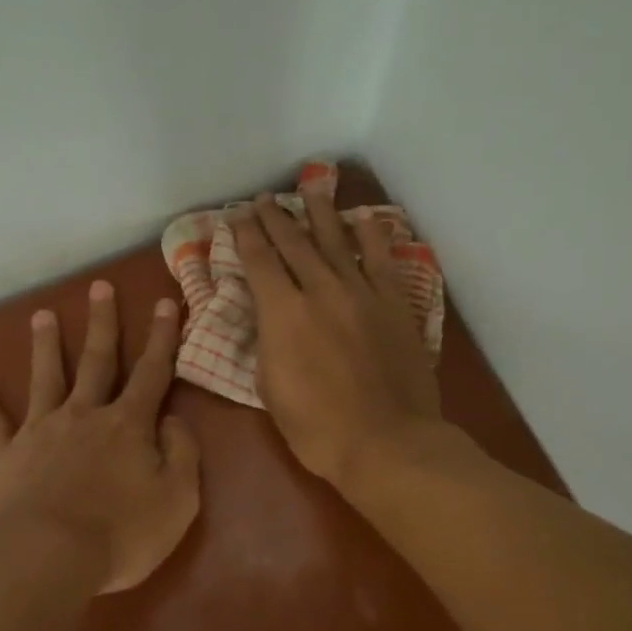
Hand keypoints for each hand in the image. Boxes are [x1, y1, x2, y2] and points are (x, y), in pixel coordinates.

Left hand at [0, 281, 200, 594]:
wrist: (45, 558)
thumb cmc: (120, 535)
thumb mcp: (178, 500)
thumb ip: (182, 454)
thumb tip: (172, 420)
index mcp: (128, 425)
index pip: (152, 372)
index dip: (162, 338)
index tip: (166, 303)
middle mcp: (84, 415)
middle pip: (96, 360)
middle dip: (102, 323)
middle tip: (100, 287)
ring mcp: (40, 431)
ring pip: (45, 378)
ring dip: (46, 345)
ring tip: (42, 315)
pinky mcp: (4, 456)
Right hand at [233, 191, 443, 489]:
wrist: (386, 441)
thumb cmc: (317, 427)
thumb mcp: (270, 388)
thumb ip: (267, 342)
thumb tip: (269, 318)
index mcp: (282, 313)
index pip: (258, 261)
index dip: (245, 235)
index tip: (237, 216)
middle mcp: (320, 290)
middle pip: (293, 242)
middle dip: (275, 217)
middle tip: (264, 199)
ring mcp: (361, 292)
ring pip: (335, 241)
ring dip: (319, 213)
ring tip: (310, 189)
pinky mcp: (393, 303)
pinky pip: (380, 259)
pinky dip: (371, 235)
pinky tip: (363, 219)